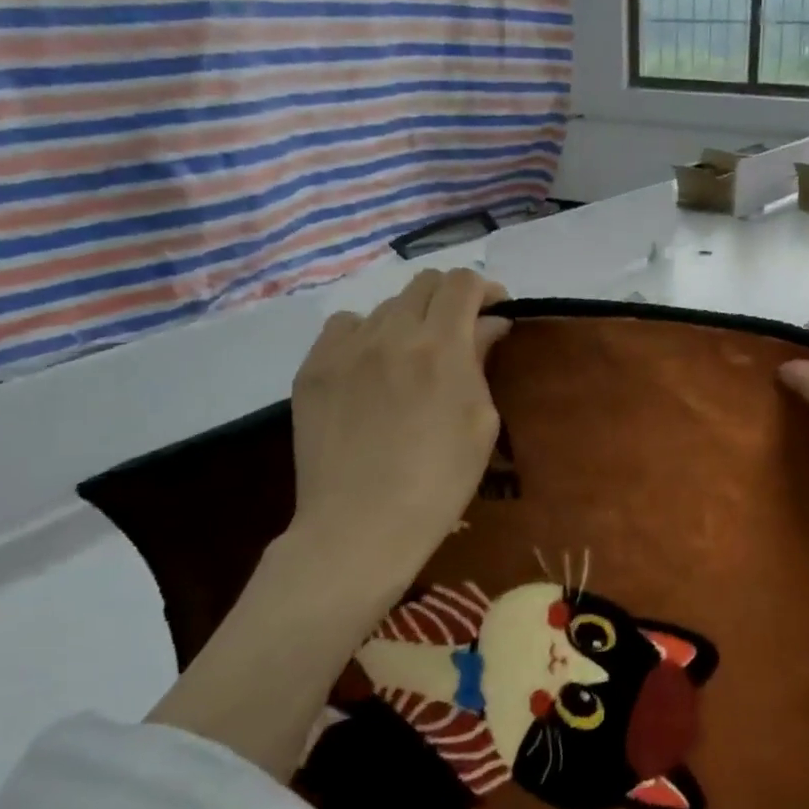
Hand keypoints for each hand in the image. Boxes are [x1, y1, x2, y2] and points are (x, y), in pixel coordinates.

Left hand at [288, 268, 510, 590]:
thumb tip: (489, 325)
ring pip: (385, 306)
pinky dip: (366, 334)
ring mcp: (345, 349)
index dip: (485, 288)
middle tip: (460, 329)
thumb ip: (482, 361)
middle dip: (450, 297)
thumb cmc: (440, 481)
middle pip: (424, 283)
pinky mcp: (312, 369)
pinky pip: (343, 327)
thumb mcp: (481, 422)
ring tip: (413, 354)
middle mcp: (391, 334)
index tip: (495, 308)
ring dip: (410, 318)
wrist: (361, 525)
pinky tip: (371, 365)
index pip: (463, 284)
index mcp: (441, 347)